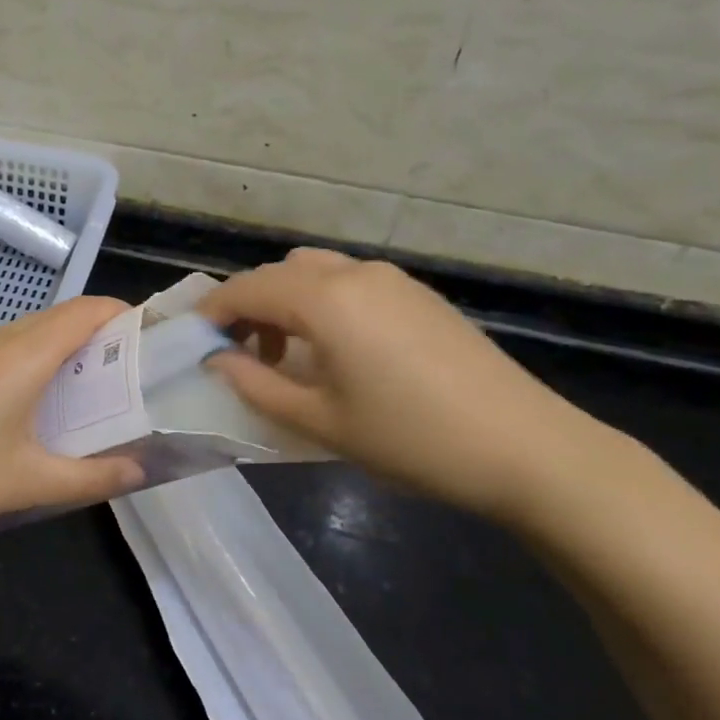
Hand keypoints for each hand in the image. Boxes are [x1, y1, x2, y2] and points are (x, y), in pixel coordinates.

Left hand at [0, 296, 144, 539]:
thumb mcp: (26, 483)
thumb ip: (90, 477)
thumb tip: (141, 469)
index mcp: (25, 354)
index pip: (89, 310)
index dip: (127, 316)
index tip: (156, 345)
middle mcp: (1, 340)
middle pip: (65, 317)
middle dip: (105, 337)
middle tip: (136, 378)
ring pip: (34, 333)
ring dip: (69, 350)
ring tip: (95, 394)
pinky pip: (9, 349)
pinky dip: (39, 362)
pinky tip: (39, 407)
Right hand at [197, 249, 627, 526]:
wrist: (527, 449)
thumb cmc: (411, 439)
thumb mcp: (320, 422)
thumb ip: (256, 386)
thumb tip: (218, 360)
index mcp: (324, 299)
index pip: (246, 289)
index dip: (212, 312)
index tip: (192, 342)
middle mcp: (353, 274)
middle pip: (278, 273)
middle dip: (247, 304)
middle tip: (238, 352)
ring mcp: (392, 279)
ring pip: (315, 271)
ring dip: (285, 300)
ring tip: (287, 352)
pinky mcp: (418, 294)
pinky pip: (349, 281)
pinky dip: (321, 301)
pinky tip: (335, 349)